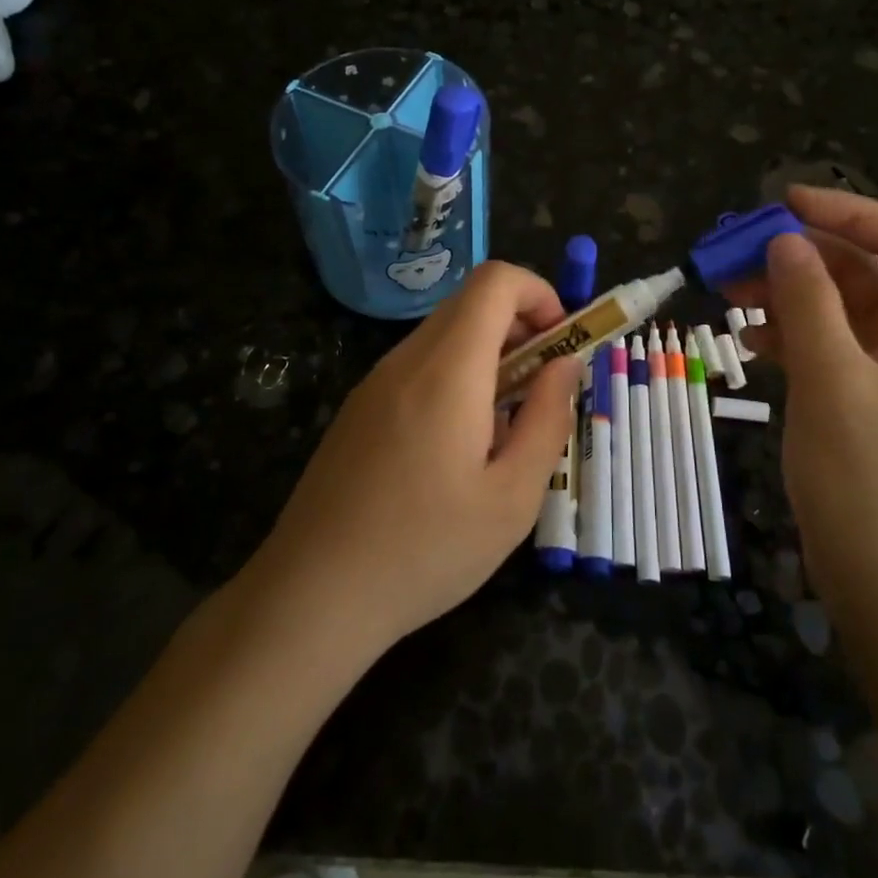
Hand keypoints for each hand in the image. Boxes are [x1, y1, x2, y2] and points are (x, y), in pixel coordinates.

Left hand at [249, 261, 583, 655]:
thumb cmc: (425, 550)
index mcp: (447, 370)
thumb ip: (547, 419)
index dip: (539, 292)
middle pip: (471, 303)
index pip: (495, 281)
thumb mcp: (512, 497)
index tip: (561, 344)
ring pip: (444, 335)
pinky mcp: (358, 408)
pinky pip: (418, 366)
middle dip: (520, 327)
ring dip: (489, 356)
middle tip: (542, 388)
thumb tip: (565, 364)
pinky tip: (457, 447)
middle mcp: (407, 360)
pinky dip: (455, 377)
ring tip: (504, 427)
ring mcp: (375, 382)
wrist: (311, 596)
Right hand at [739, 186, 877, 618]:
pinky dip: (784, 333)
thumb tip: (785, 240)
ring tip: (728, 292)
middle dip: (799, 253)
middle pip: (859, 269)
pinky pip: (819, 345)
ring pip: (832, 307)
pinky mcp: (852, 399)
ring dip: (783, 292)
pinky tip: (748, 341)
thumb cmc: (869, 478)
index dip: (848, 211)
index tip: (784, 205)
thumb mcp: (833, 380)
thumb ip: (809, 303)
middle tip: (736, 252)